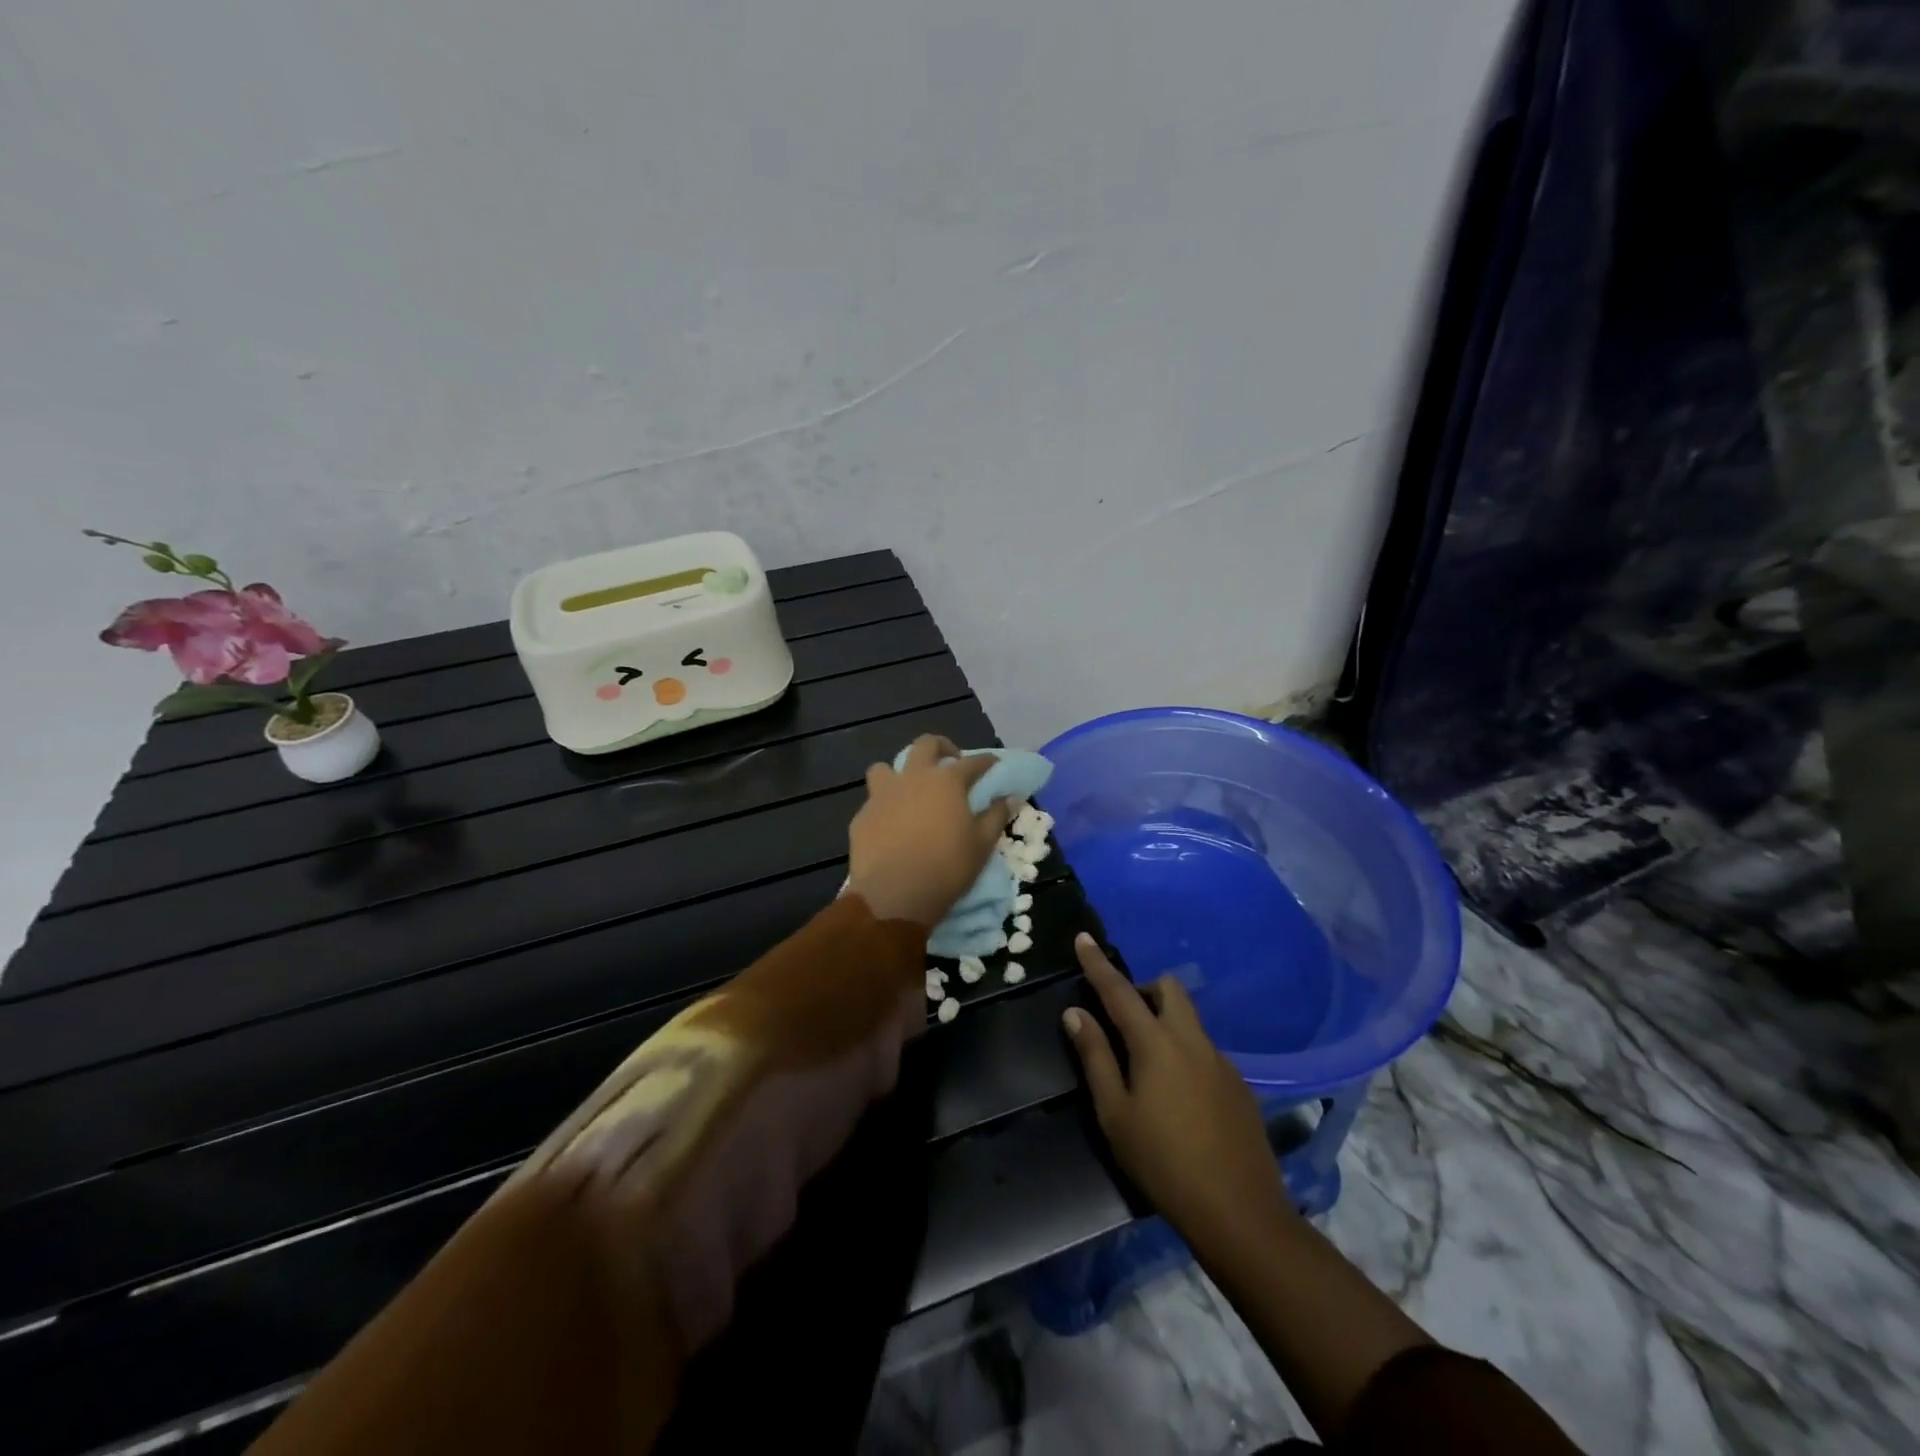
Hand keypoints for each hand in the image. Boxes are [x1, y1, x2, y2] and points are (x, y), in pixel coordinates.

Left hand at [847, 736, 1013, 927]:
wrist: (895, 895)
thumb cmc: (947, 868)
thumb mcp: (982, 844)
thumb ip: (996, 816)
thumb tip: (1009, 798)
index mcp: (946, 781)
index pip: (972, 762)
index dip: (986, 762)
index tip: (993, 764)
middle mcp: (913, 778)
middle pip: (926, 745)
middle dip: (941, 747)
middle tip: (950, 762)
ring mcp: (882, 795)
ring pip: (886, 767)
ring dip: (900, 773)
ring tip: (909, 790)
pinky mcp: (862, 816)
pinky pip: (873, 801)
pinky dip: (885, 806)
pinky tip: (891, 824)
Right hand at [1061, 934, 1294, 1248]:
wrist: (1240, 1212)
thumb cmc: (1163, 1162)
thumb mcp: (1115, 1113)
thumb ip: (1095, 1057)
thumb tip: (1076, 1013)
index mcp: (1156, 1043)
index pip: (1120, 990)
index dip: (1098, 964)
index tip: (1083, 938)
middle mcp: (1192, 1040)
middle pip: (1169, 989)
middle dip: (1144, 990)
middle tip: (1123, 1022)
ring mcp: (1221, 1061)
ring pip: (1189, 1019)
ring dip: (1165, 1022)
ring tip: (1148, 1069)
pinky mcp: (1240, 1085)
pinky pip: (1205, 1050)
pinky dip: (1185, 1053)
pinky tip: (1180, 1100)